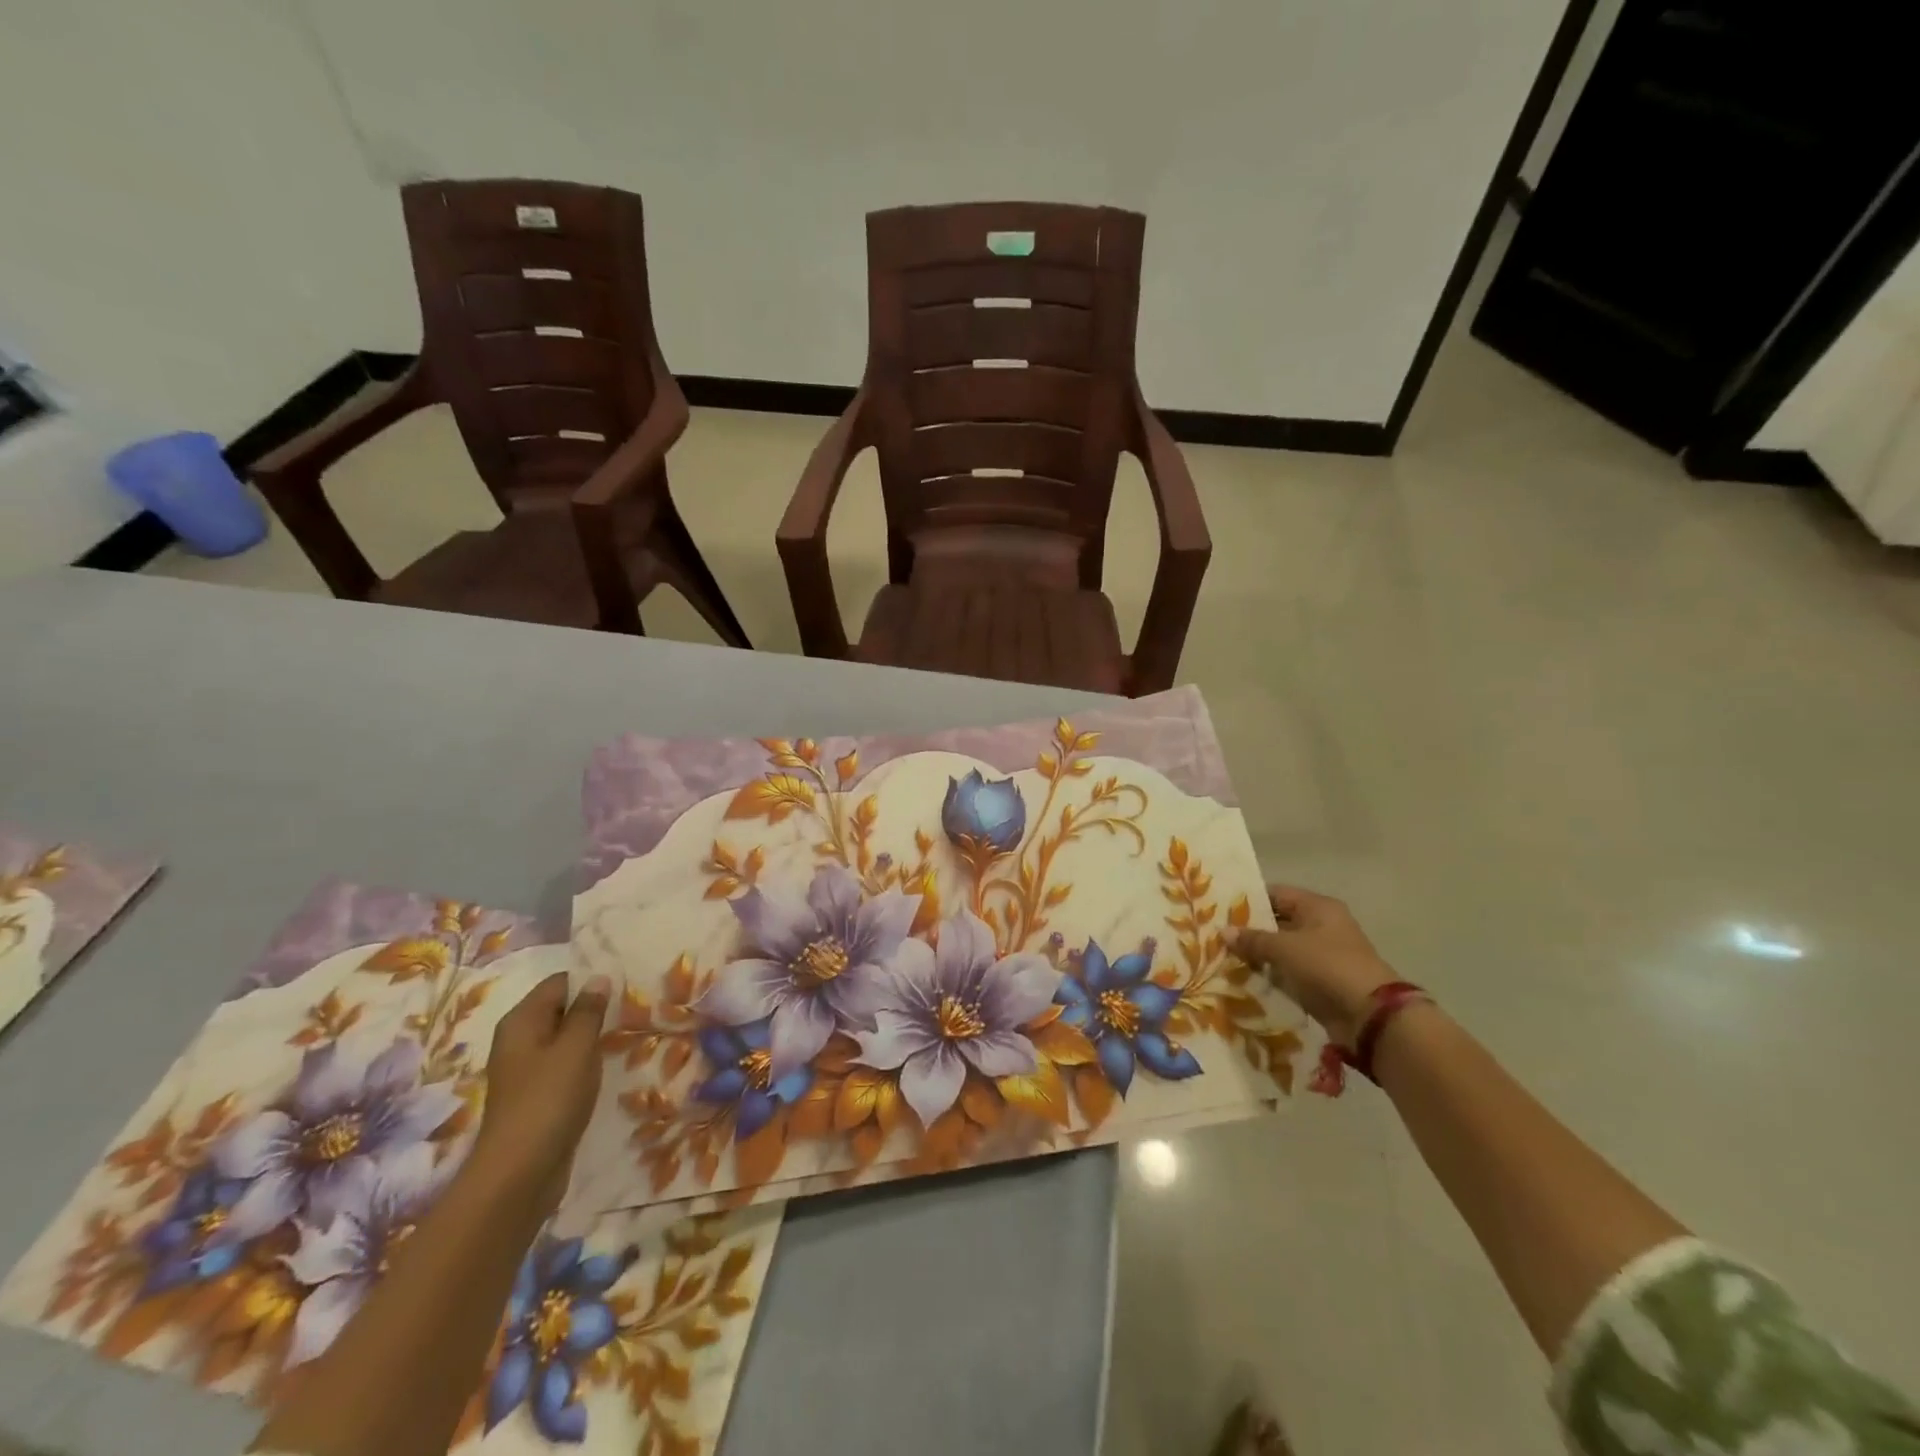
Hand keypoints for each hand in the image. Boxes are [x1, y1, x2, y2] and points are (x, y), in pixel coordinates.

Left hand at [471, 972, 611, 1214]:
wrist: (519, 1174)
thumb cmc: (548, 1100)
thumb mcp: (575, 1047)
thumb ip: (588, 1010)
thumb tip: (599, 978)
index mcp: (521, 1021)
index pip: (559, 982)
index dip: (590, 978)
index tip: (626, 981)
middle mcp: (519, 1040)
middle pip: (560, 1008)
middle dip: (594, 1006)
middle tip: (633, 1004)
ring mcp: (527, 1069)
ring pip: (565, 1038)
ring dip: (592, 1035)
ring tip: (628, 1030)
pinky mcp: (538, 1095)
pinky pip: (565, 1064)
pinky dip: (586, 1060)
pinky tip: (608, 1064)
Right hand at [1226, 886, 1395, 1049]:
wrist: (1370, 1015)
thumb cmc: (1326, 966)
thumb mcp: (1284, 948)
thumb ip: (1253, 939)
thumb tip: (1223, 932)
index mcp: (1318, 907)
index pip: (1276, 894)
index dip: (1249, 900)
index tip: (1220, 909)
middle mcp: (1322, 926)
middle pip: (1279, 922)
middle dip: (1250, 930)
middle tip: (1217, 936)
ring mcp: (1323, 955)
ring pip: (1282, 949)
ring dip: (1259, 956)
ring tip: (1224, 958)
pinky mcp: (1321, 981)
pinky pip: (1289, 972)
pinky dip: (1271, 975)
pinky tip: (1245, 979)